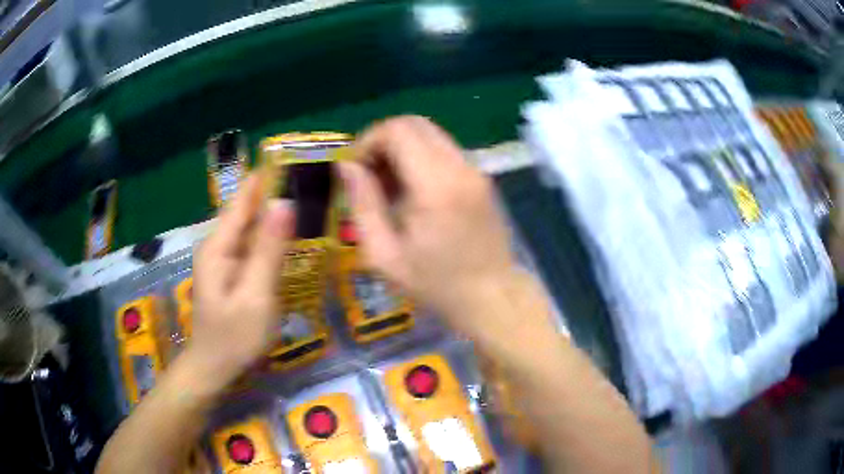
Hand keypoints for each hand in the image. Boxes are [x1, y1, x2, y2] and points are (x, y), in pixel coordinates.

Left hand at [189, 174, 293, 388]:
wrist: (215, 368)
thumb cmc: (234, 336)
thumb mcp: (255, 296)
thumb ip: (268, 249)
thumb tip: (285, 202)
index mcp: (218, 245)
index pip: (243, 199)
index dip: (266, 176)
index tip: (293, 156)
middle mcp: (218, 245)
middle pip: (247, 210)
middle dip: (274, 192)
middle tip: (311, 179)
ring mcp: (223, 259)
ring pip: (251, 227)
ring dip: (275, 213)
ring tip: (307, 197)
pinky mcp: (231, 272)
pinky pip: (252, 245)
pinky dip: (271, 236)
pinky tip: (291, 234)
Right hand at [340, 116, 518, 336]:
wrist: (493, 298)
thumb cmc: (436, 285)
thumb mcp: (385, 255)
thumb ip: (362, 204)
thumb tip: (346, 166)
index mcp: (436, 184)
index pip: (397, 130)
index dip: (367, 141)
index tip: (354, 170)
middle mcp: (460, 167)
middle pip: (414, 124)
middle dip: (382, 141)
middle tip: (367, 175)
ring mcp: (476, 170)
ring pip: (430, 135)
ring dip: (401, 149)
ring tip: (387, 187)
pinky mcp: (481, 178)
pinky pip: (444, 151)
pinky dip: (420, 158)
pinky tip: (411, 192)